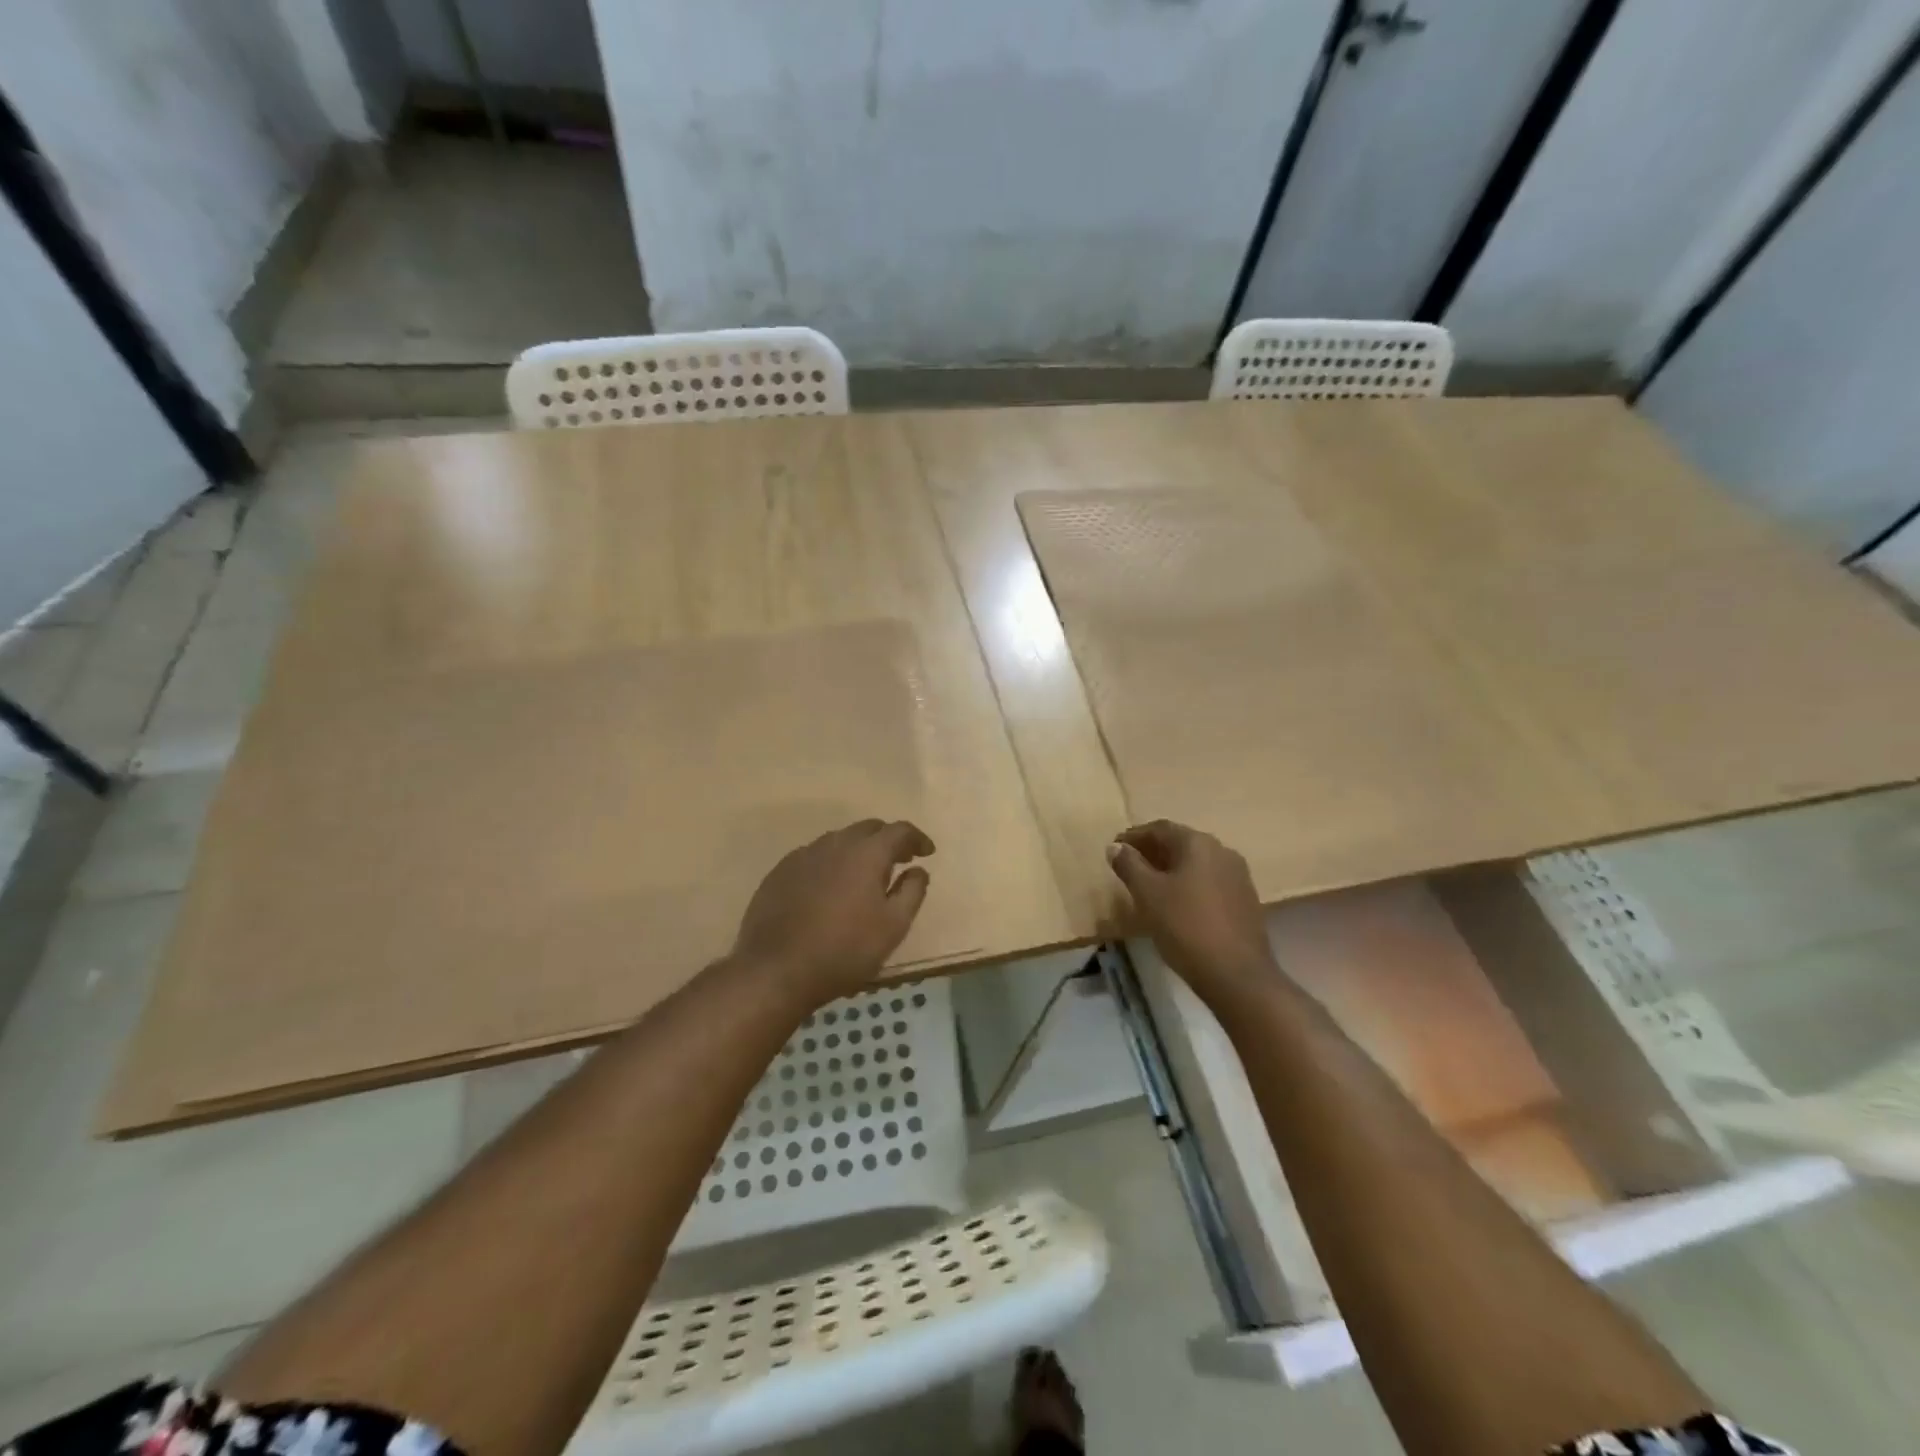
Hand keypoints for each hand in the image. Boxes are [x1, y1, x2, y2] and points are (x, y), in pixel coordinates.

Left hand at [731, 820, 934, 1003]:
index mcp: (866, 853)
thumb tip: (918, 870)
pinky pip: (814, 857)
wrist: (775, 970)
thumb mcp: (893, 927)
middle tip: (899, 861)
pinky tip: (829, 889)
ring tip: (864, 876)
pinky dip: (831, 864)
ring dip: (858, 850)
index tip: (927, 852)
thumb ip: (912, 892)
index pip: (899, 830)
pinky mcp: (780, 872)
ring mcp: (803, 855)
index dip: (917, 838)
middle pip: (868, 829)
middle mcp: (834, 843)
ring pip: (839, 841)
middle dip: (887, 840)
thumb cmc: (844, 950)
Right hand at [1108, 820, 1274, 999]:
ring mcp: (1238, 876)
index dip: (1134, 836)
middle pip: (1181, 843)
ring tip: (1149, 885)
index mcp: (1199, 843)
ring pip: (1196, 863)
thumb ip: (1129, 865)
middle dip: (1152, 851)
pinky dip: (1188, 884)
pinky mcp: (1245, 900)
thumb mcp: (1148, 894)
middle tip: (1128, 865)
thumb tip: (1116, 847)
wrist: (1237, 974)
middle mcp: (1222, 851)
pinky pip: (1209, 882)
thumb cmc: (1186, 926)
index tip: (1114, 848)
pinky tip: (1176, 903)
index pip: (1160, 828)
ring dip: (1171, 868)